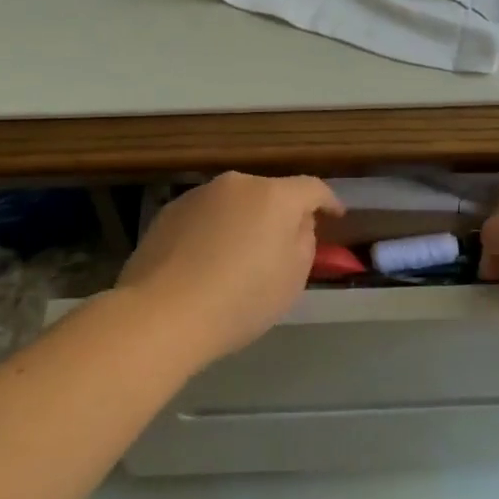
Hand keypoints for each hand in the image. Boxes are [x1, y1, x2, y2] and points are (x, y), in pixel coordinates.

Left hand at [118, 172, 343, 361]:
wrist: (162, 313)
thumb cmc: (240, 299)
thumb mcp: (293, 278)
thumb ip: (304, 241)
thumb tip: (296, 225)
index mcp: (274, 195)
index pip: (312, 188)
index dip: (328, 201)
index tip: (336, 216)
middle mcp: (237, 184)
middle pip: (270, 193)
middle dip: (281, 214)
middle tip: (283, 245)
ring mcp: (199, 194)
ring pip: (234, 203)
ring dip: (244, 221)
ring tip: (239, 256)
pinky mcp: (169, 211)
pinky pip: (205, 216)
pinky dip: (213, 231)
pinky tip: (206, 261)